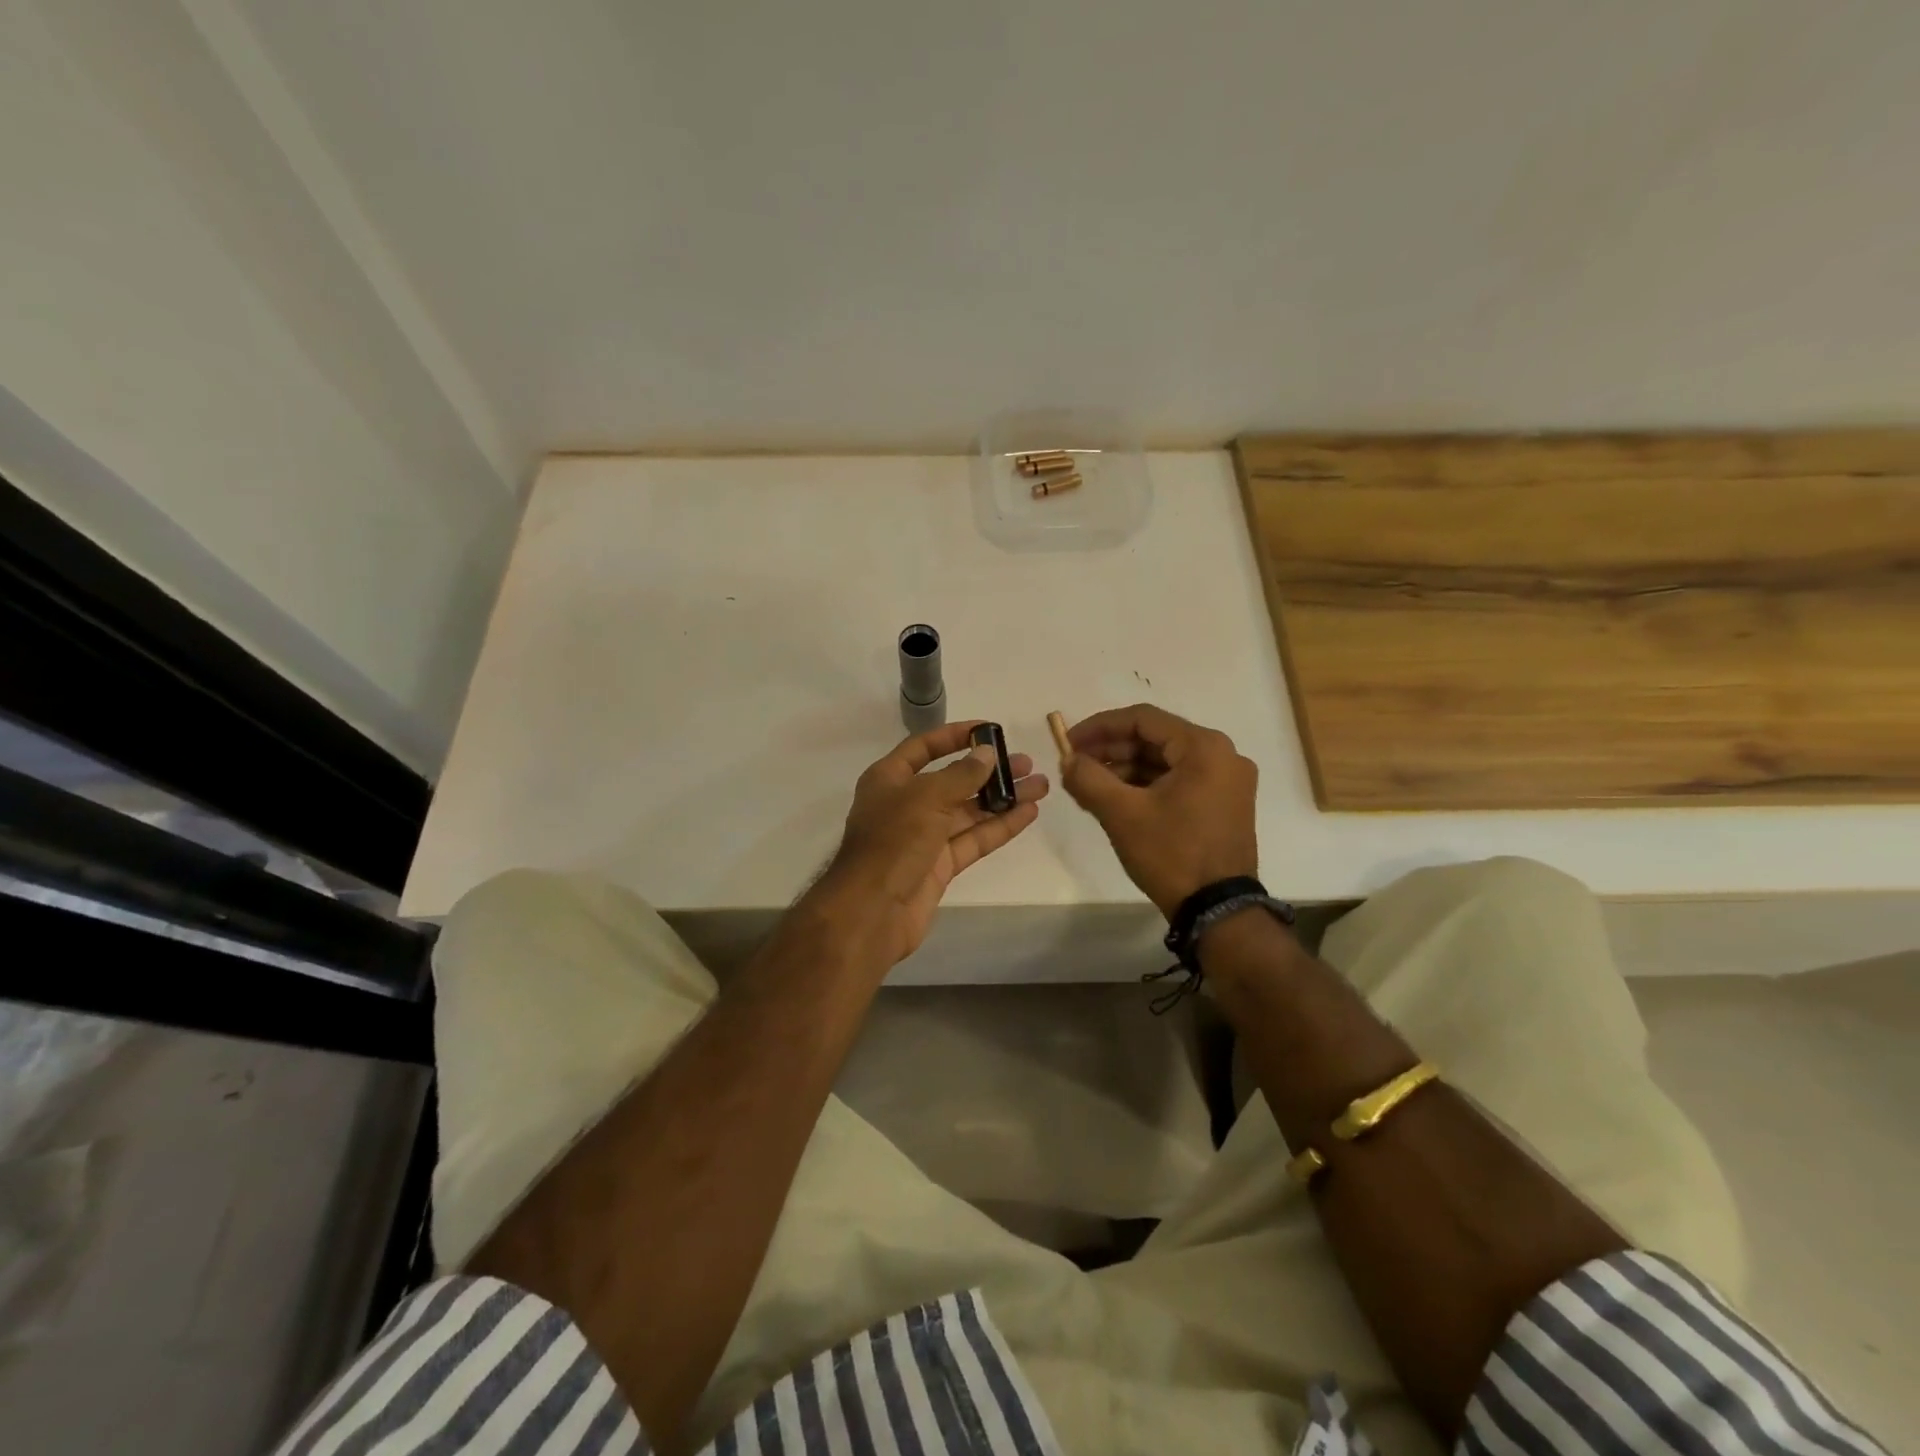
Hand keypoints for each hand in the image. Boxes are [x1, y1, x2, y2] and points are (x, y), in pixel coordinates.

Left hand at [814, 721, 1048, 965]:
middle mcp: (906, 804)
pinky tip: (1028, 813)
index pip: (923, 747)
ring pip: (968, 811)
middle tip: (1026, 763)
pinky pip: (973, 839)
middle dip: (989, 771)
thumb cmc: (893, 841)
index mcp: (889, 779)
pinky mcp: (940, 865)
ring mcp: (924, 836)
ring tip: (1039, 786)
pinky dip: (999, 826)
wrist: (872, 911)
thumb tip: (988, 754)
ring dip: (1003, 798)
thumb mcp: (927, 798)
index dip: (954, 736)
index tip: (989, 730)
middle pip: (953, 780)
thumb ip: (962, 775)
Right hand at [1060, 704, 1258, 917]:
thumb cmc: (1171, 854)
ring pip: (1165, 761)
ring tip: (1088, 784)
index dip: (1099, 727)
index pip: (1143, 719)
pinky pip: (1178, 781)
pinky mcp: (1224, 804)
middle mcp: (1223, 755)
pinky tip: (1116, 798)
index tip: (1069, 742)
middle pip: (1155, 739)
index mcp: (1204, 747)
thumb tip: (1068, 760)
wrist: (1218, 911)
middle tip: (1075, 764)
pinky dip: (1146, 785)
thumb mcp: (1122, 813)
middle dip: (1111, 750)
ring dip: (1126, 768)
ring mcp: (1227, 782)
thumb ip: (1088, 778)